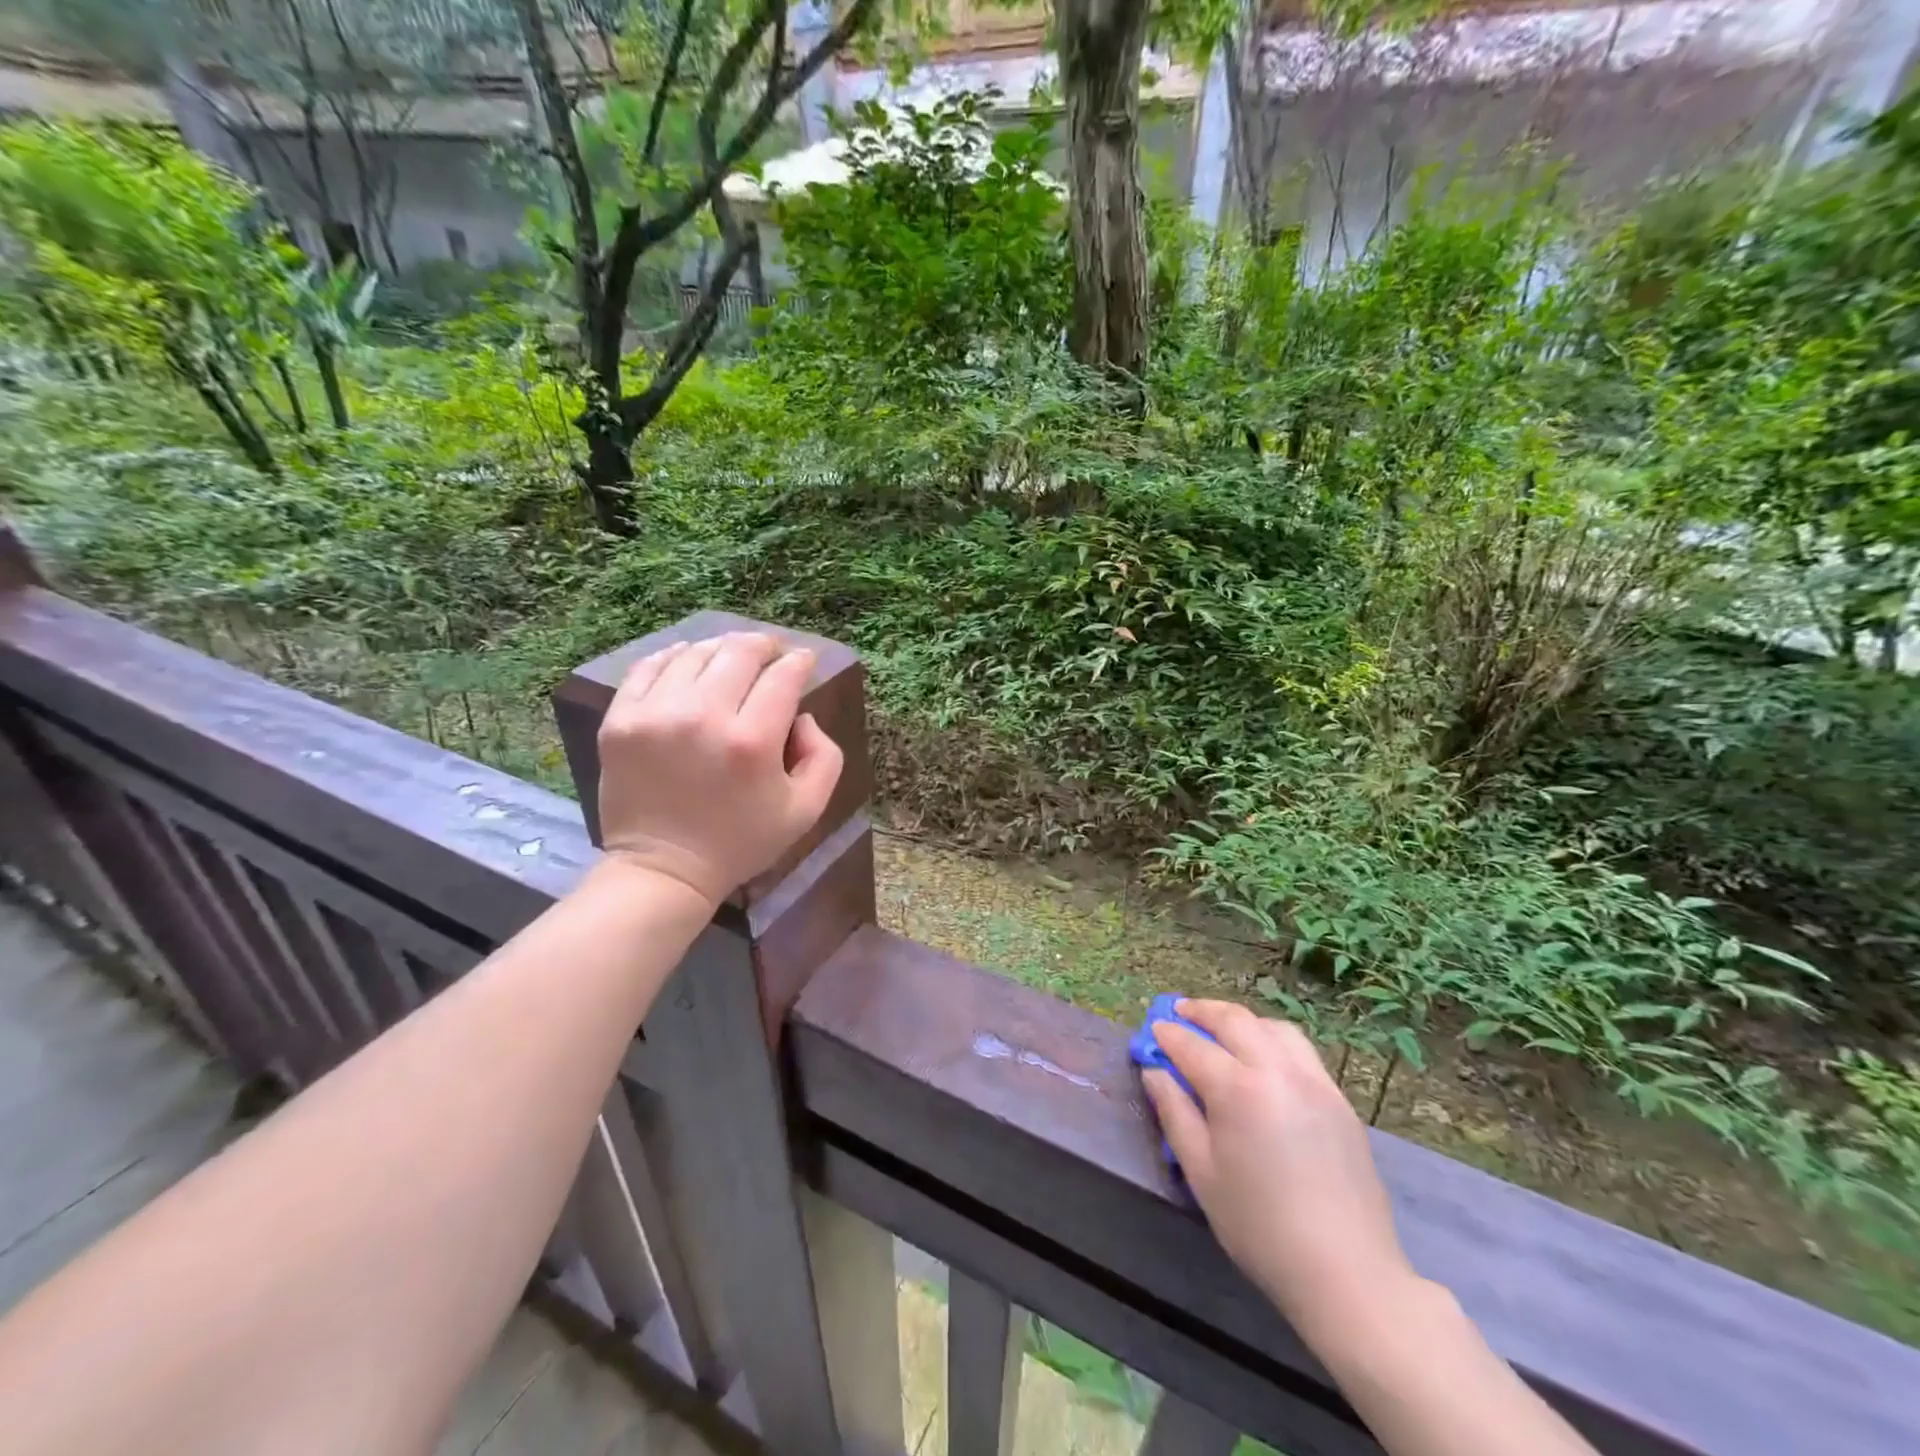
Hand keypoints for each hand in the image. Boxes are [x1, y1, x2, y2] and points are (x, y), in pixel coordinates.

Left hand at [595, 631, 843, 904]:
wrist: (664, 869)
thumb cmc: (741, 841)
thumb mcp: (807, 810)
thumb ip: (824, 755)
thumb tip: (802, 716)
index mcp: (752, 742)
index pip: (783, 676)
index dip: (799, 661)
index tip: (804, 660)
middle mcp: (703, 717)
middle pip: (739, 653)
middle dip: (764, 645)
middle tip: (771, 651)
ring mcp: (655, 714)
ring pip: (696, 654)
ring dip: (721, 649)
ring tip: (731, 657)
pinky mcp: (620, 720)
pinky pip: (649, 666)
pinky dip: (675, 656)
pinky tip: (689, 661)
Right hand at [1144, 1000, 1417, 1339]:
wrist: (1347, 1272)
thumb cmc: (1259, 1227)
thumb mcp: (1201, 1173)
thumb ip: (1174, 1113)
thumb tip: (1155, 1072)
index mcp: (1238, 1089)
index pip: (1192, 1045)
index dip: (1168, 1035)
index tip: (1152, 1030)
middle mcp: (1277, 1070)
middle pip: (1234, 1021)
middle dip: (1202, 1011)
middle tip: (1180, 1011)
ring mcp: (1314, 1081)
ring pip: (1272, 1028)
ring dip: (1241, 1020)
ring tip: (1222, 1029)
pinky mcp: (1338, 1099)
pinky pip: (1300, 1051)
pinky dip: (1272, 1039)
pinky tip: (1263, 1058)